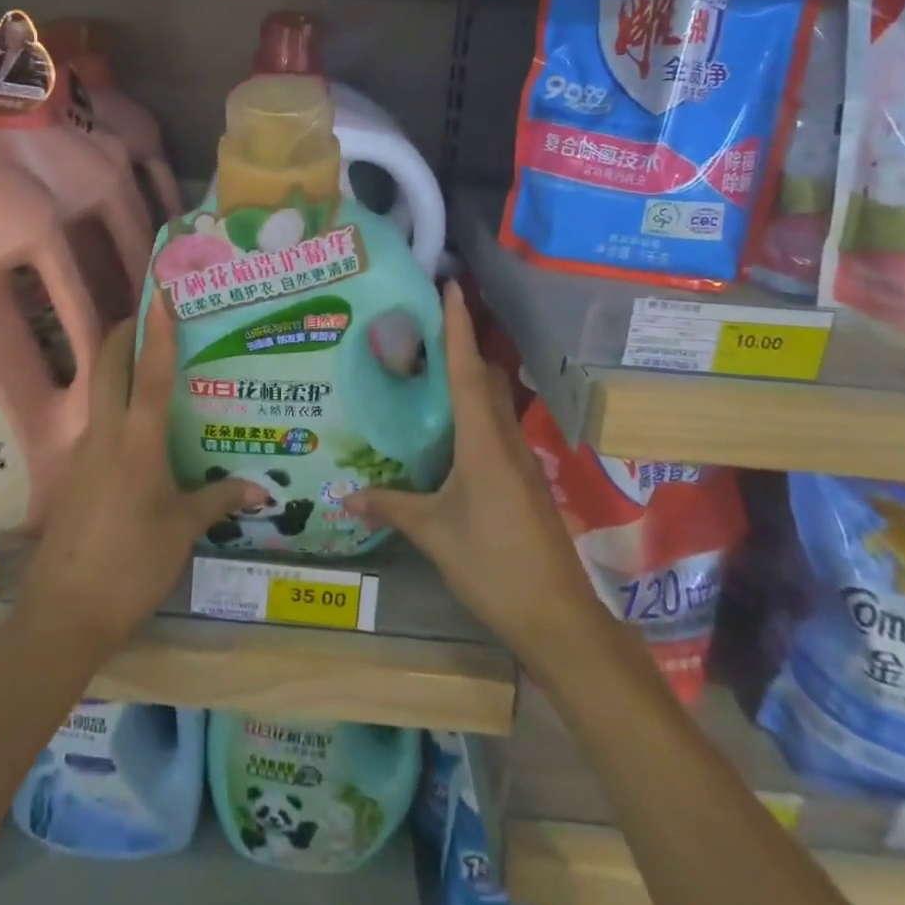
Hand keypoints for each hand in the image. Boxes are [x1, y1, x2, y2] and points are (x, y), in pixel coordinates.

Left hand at [19, 296, 261, 655]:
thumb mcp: (181, 532)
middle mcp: (106, 435)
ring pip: (98, 391)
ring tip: (152, 361)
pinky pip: (97, 422)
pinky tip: (138, 424)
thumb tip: (262, 488)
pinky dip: (115, 404)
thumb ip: (218, 500)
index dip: (158, 332)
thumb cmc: (131, 566)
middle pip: (109, 366)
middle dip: (125, 333)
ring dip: (118, 366)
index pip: (150, 374)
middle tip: (150, 314)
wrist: (63, 614)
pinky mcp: (75, 473)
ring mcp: (84, 453)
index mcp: (137, 443)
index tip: (160, 295)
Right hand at [346, 283, 604, 674]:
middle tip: (426, 325)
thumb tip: (346, 496)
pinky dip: (475, 413)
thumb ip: (391, 507)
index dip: (458, 326)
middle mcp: (505, 440)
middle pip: (486, 378)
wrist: (558, 617)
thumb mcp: (433, 534)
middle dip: (463, 345)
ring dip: (469, 378)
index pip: (467, 370)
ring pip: (494, 403)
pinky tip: (451, 430)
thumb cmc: (493, 565)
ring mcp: (520, 461)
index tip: (452, 287)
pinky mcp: (524, 481)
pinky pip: (496, 430)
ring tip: (431, 369)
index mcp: (483, 441)